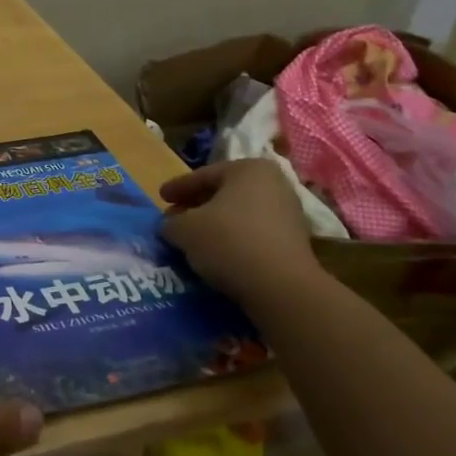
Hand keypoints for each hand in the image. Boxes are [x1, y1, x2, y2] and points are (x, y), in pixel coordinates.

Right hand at [160, 159, 320, 306]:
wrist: (280, 286)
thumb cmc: (228, 241)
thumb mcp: (184, 229)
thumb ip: (171, 223)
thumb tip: (171, 226)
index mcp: (248, 169)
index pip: (204, 175)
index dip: (178, 187)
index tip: (161, 197)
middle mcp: (274, 184)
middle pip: (224, 193)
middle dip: (197, 206)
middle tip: (175, 219)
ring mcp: (289, 213)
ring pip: (240, 214)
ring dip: (215, 225)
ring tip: (193, 240)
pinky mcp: (295, 242)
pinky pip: (254, 234)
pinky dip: (234, 240)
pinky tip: (217, 255)